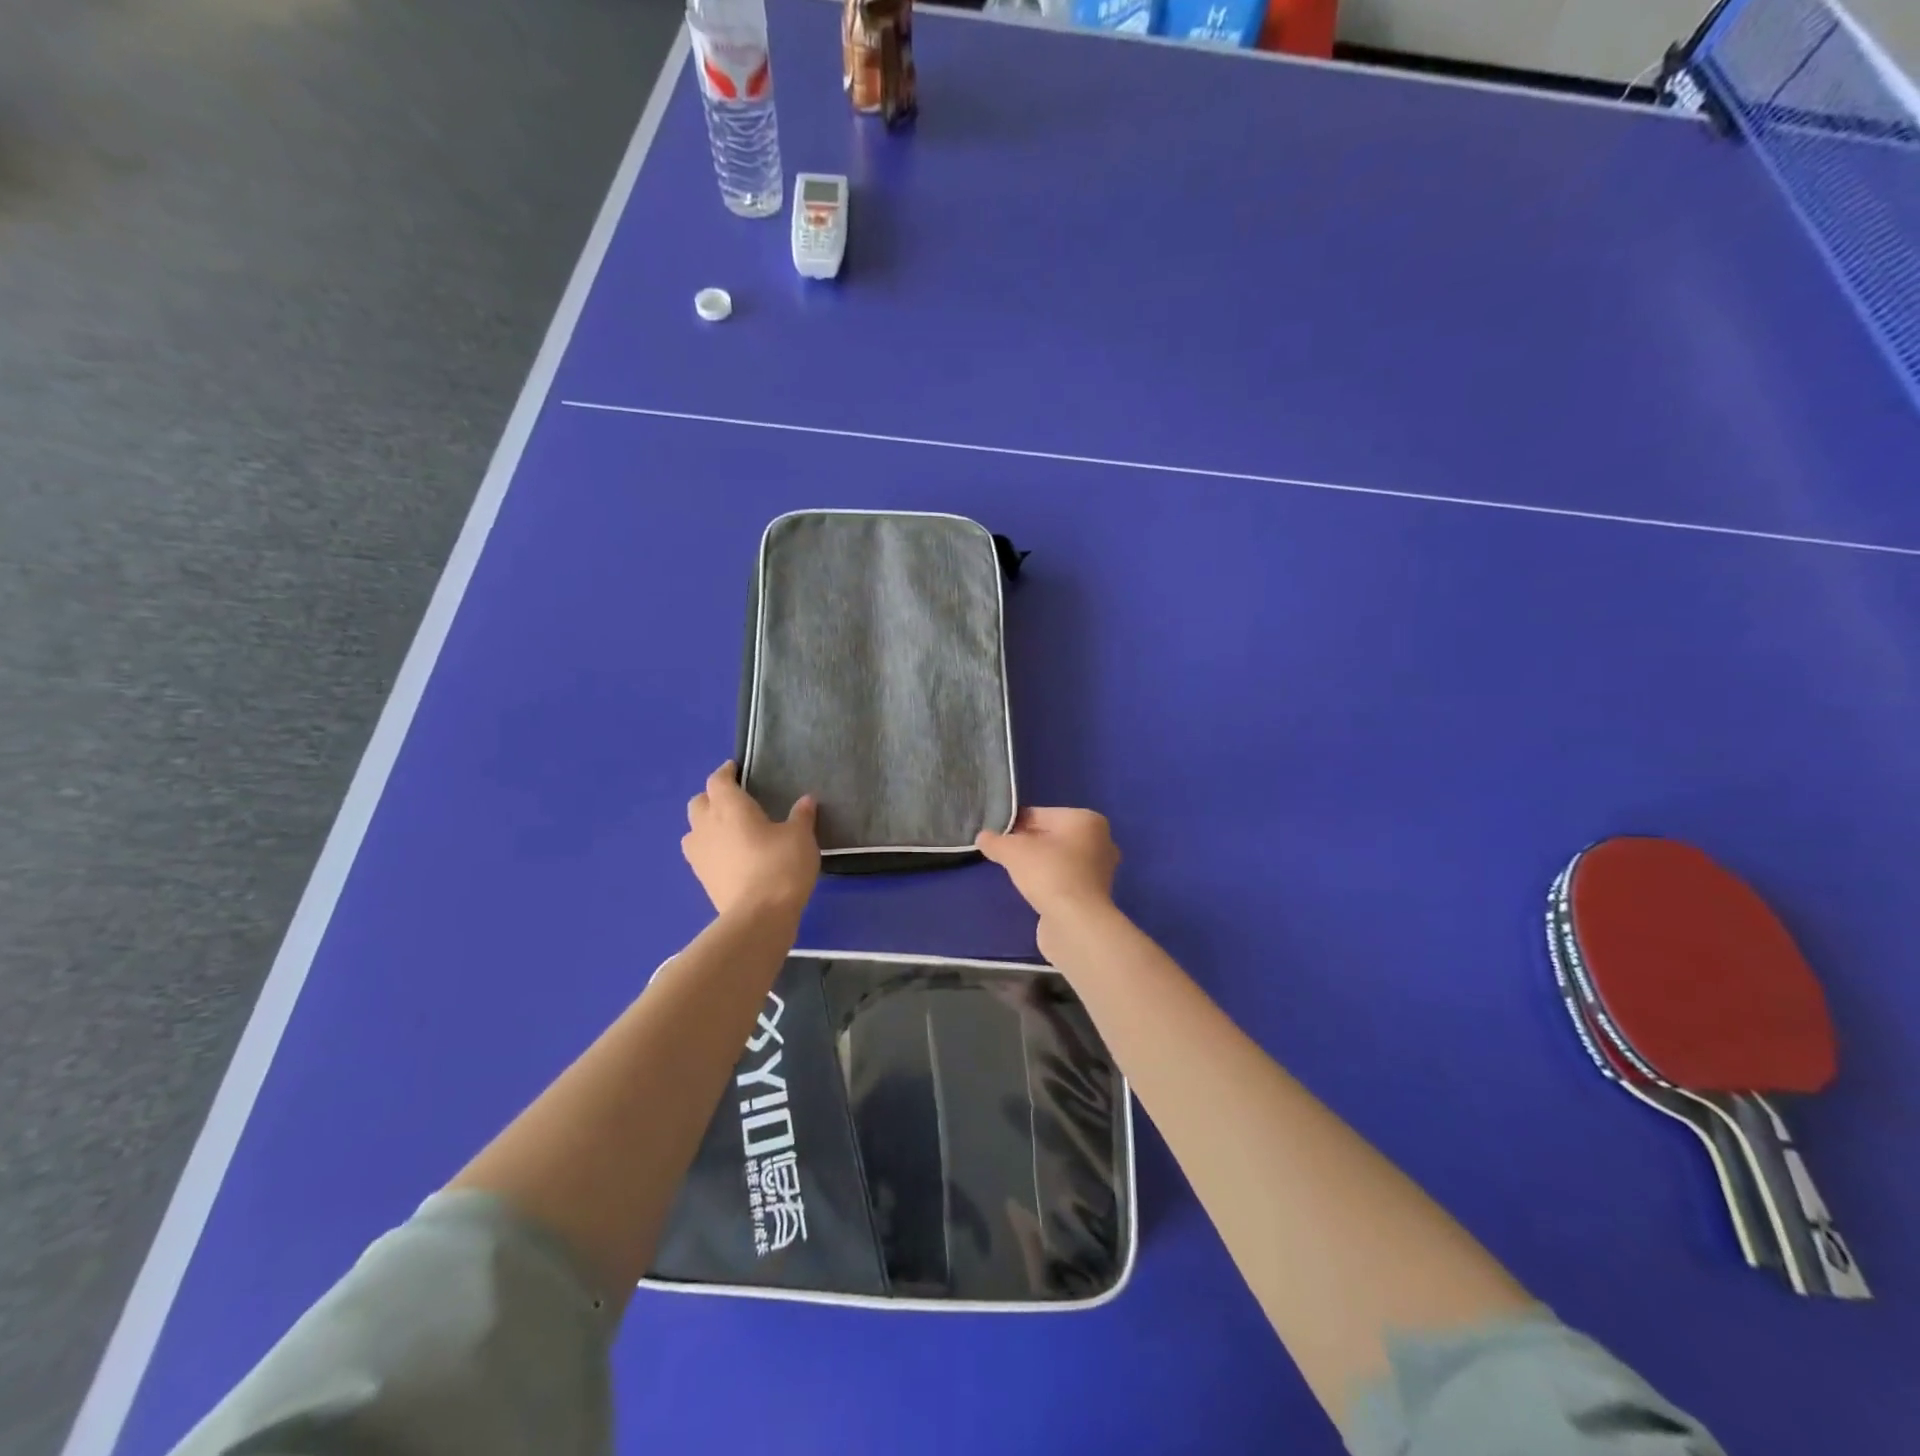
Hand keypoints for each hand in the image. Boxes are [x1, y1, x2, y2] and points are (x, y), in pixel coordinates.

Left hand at [682, 762, 818, 916]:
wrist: (758, 916)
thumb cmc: (780, 866)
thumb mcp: (800, 837)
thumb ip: (801, 816)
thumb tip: (806, 800)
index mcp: (730, 807)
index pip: (718, 780)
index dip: (726, 772)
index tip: (735, 769)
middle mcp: (707, 825)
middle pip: (699, 802)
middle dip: (712, 797)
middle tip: (733, 800)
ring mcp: (699, 854)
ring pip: (694, 829)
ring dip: (706, 823)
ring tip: (727, 828)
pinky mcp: (701, 878)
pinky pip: (699, 853)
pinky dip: (710, 847)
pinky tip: (728, 855)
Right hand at [976, 808, 1119, 922]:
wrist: (1076, 923)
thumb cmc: (1048, 873)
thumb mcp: (1013, 851)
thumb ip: (995, 841)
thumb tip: (983, 837)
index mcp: (1086, 820)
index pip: (1040, 814)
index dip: (1014, 824)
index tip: (995, 836)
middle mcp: (1100, 840)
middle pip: (1052, 836)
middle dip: (1027, 843)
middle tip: (1002, 854)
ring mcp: (1100, 869)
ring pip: (1059, 858)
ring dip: (1038, 863)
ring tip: (1015, 872)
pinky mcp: (1095, 894)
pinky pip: (1065, 878)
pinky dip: (1049, 881)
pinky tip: (1032, 889)